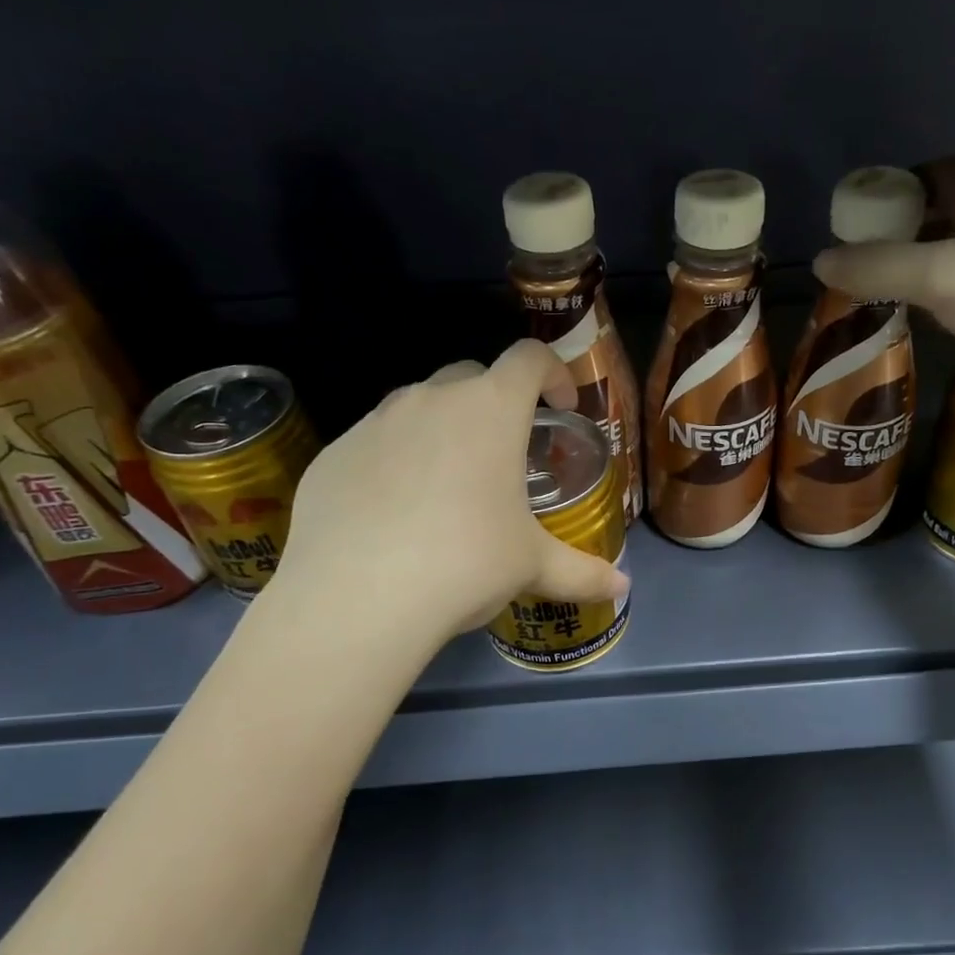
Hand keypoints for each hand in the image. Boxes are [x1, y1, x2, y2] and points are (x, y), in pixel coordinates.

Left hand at [265, 341, 629, 647]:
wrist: (356, 596)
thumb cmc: (466, 562)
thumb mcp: (532, 567)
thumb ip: (582, 572)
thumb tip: (622, 589)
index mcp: (490, 409)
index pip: (530, 357)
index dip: (553, 373)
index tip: (561, 405)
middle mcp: (431, 398)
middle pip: (473, 374)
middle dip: (495, 401)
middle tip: (504, 453)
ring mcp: (376, 421)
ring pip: (418, 405)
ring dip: (442, 428)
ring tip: (447, 485)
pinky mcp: (333, 452)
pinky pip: (374, 442)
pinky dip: (393, 460)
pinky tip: (393, 513)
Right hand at [811, 155, 954, 389]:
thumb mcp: (941, 274)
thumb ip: (875, 266)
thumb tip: (820, 260)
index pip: (922, 176)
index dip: (881, 200)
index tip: (846, 234)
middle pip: (937, 215)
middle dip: (895, 241)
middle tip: (853, 273)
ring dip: (919, 274)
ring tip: (878, 299)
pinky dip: (946, 299)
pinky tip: (926, 320)